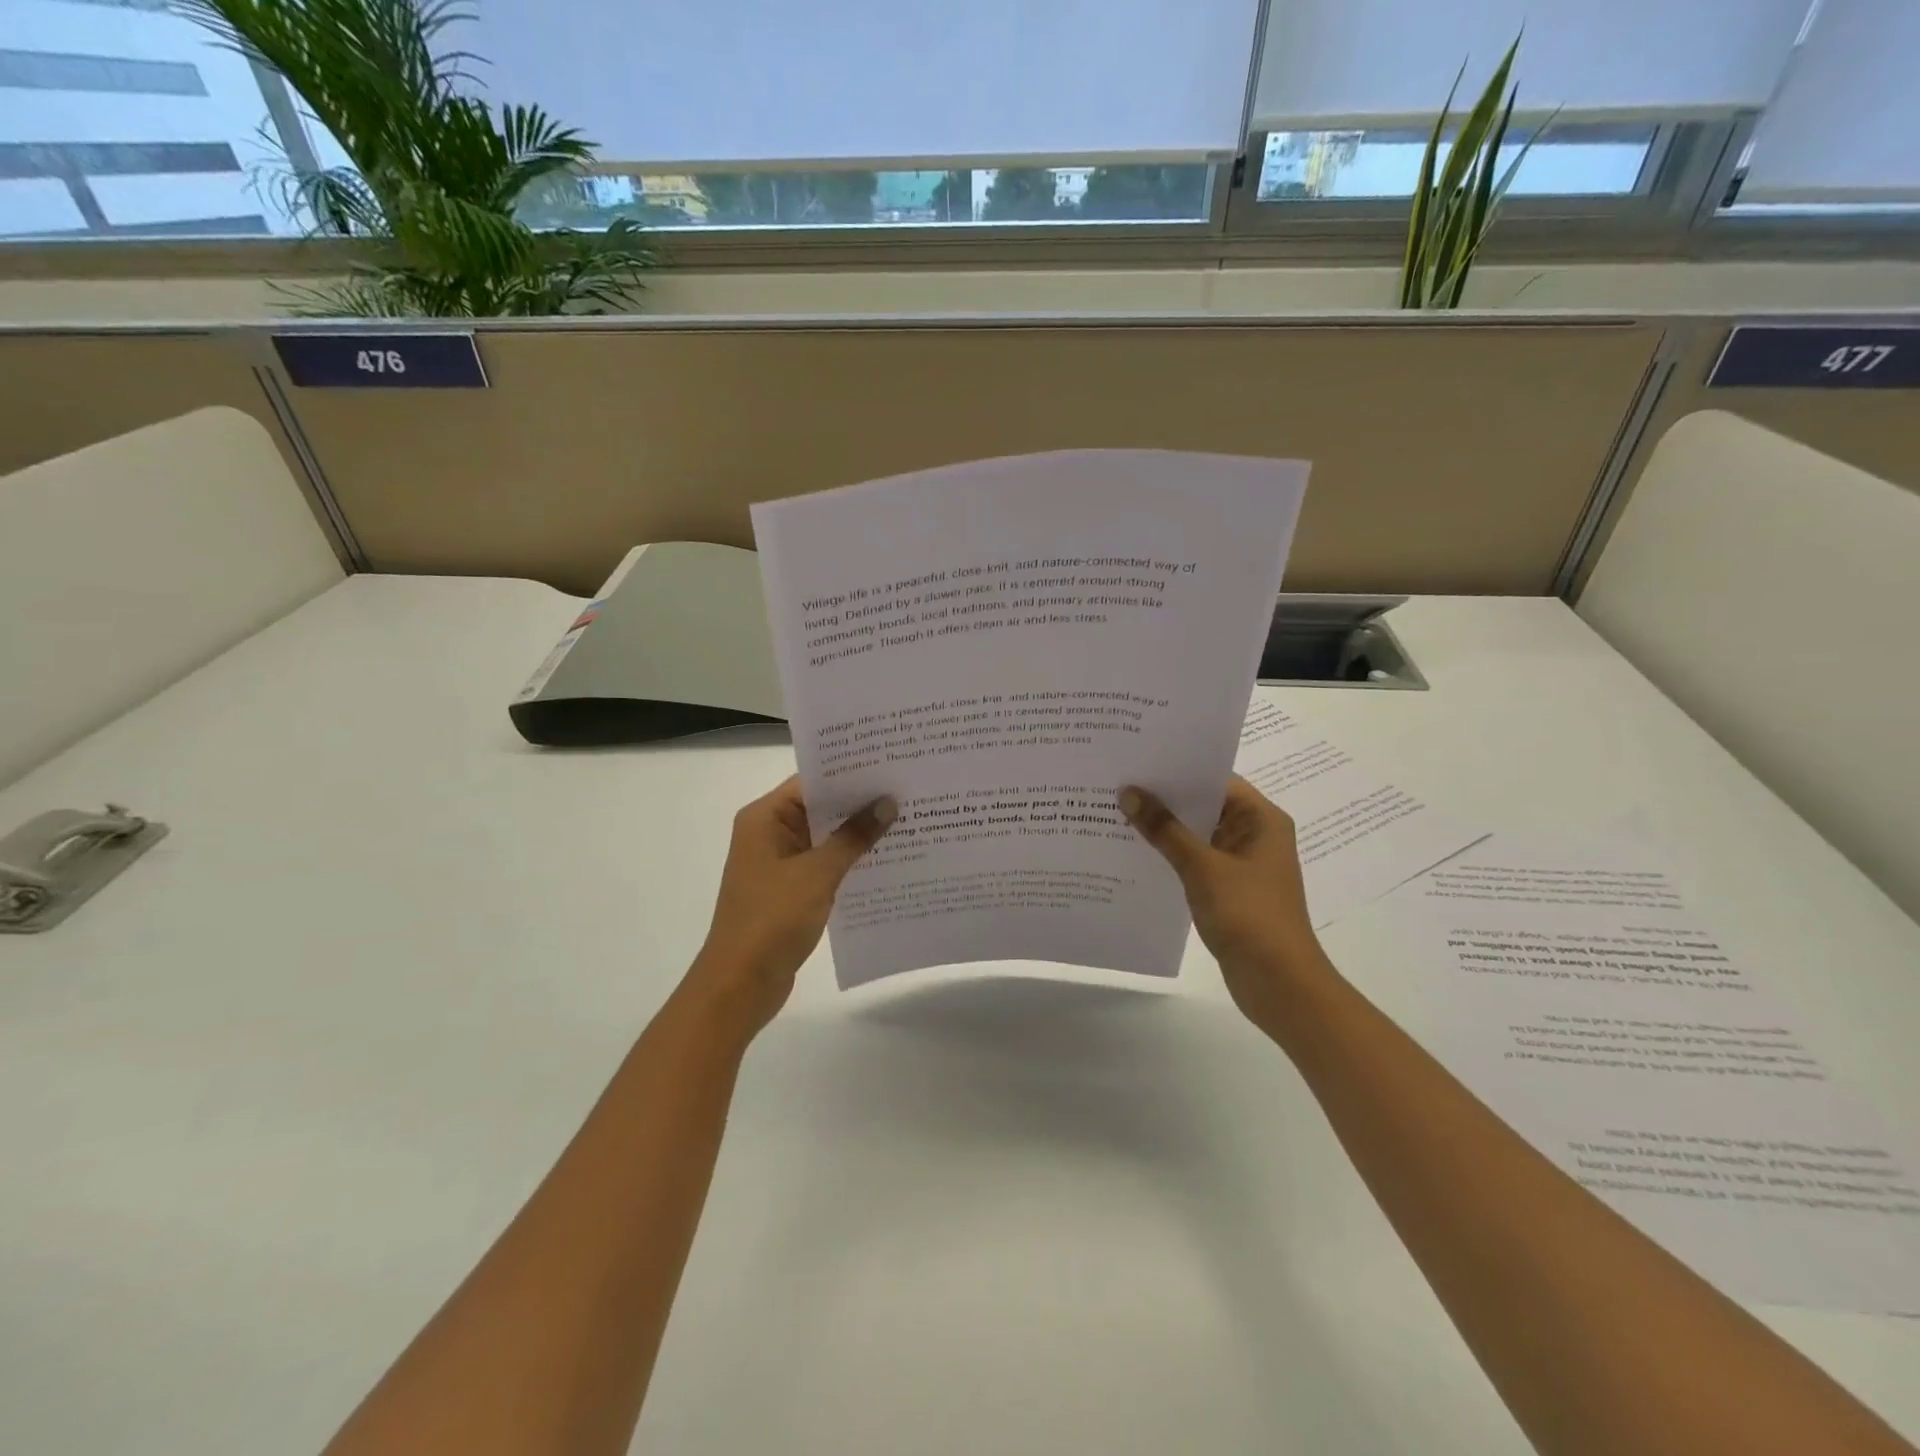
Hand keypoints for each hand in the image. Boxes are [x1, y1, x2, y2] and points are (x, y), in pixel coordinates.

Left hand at [685, 776, 894, 1035]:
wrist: (740, 985)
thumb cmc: (771, 920)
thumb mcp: (818, 874)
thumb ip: (853, 836)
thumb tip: (887, 802)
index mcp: (764, 819)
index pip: (811, 782)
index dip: (849, 774)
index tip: (889, 767)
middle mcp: (769, 833)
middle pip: (819, 807)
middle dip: (860, 803)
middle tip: (907, 791)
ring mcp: (779, 863)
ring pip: (825, 837)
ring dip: (858, 833)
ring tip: (906, 820)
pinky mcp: (790, 889)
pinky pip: (824, 863)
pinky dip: (850, 860)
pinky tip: (886, 859)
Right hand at [1119, 776, 1330, 1023]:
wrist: (1279, 983)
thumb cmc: (1249, 915)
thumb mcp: (1202, 867)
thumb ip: (1165, 829)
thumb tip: (1129, 793)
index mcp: (1261, 819)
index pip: (1216, 779)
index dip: (1178, 769)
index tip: (1137, 761)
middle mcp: (1255, 835)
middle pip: (1204, 805)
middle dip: (1164, 799)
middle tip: (1118, 783)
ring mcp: (1243, 864)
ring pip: (1197, 834)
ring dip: (1164, 829)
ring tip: (1117, 813)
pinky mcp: (1229, 889)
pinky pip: (1196, 860)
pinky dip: (1170, 855)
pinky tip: (1135, 852)